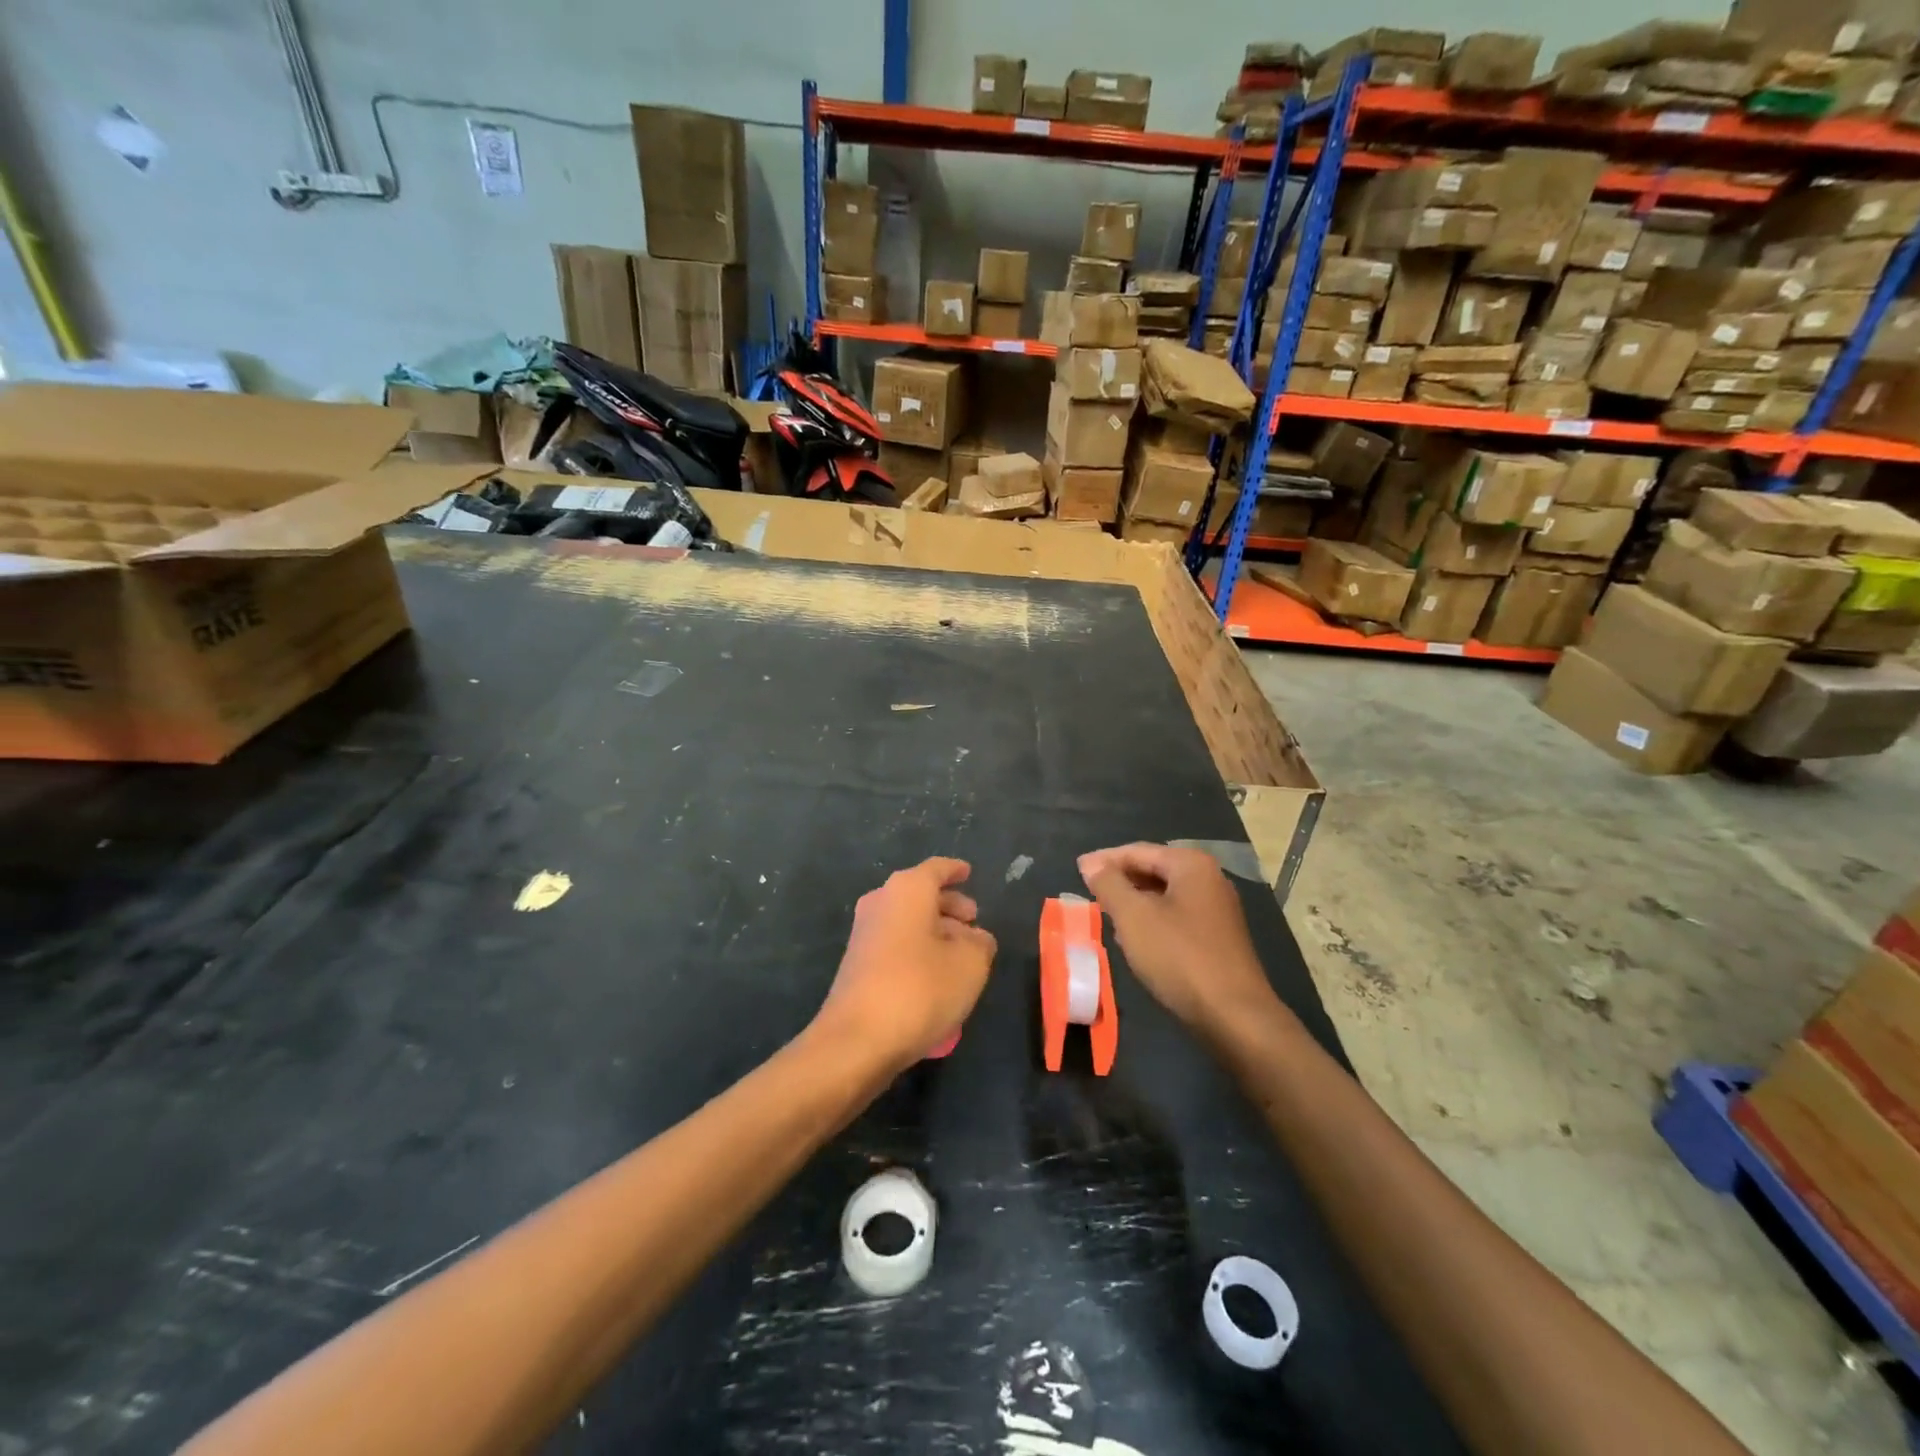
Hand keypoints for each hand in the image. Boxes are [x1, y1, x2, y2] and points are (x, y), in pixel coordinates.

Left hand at [813, 858, 996, 1073]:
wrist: (857, 1040)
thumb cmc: (920, 989)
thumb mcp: (970, 964)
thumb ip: (980, 943)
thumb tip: (976, 938)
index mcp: (908, 889)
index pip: (937, 869)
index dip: (956, 870)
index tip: (969, 872)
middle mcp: (881, 901)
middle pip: (921, 894)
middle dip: (949, 906)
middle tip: (974, 922)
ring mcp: (864, 932)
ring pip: (908, 920)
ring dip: (935, 931)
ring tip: (962, 954)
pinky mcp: (857, 963)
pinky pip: (896, 943)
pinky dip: (918, 949)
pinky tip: (937, 976)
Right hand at [1078, 843, 1277, 1036]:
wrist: (1234, 1016)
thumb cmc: (1179, 957)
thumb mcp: (1133, 917)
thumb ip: (1108, 884)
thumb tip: (1091, 864)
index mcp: (1191, 864)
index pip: (1137, 851)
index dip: (1104, 860)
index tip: (1077, 870)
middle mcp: (1209, 878)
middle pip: (1153, 869)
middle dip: (1120, 881)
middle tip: (1090, 893)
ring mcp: (1217, 909)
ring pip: (1164, 895)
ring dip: (1134, 902)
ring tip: (1106, 915)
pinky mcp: (1219, 936)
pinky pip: (1177, 916)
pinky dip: (1152, 920)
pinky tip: (1136, 938)